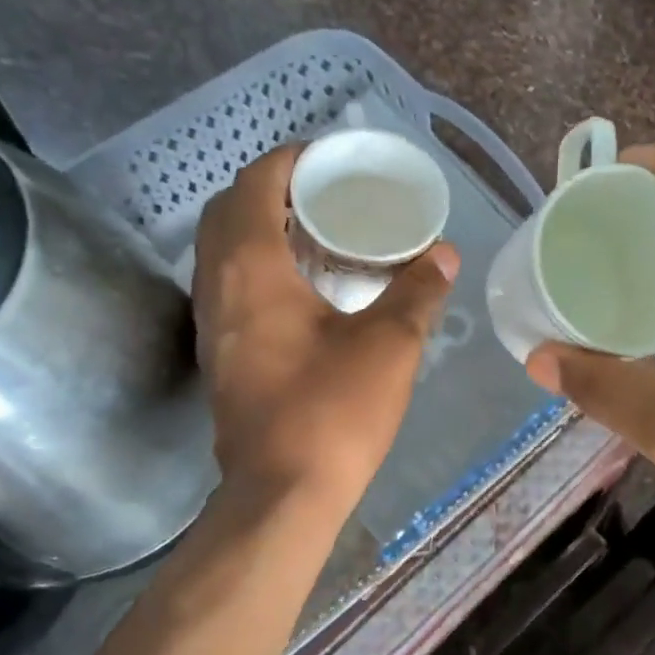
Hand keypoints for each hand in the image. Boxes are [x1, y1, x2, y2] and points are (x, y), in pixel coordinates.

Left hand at [193, 144, 458, 511]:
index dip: (289, 161)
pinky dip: (257, 266)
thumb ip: (418, 291)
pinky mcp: (218, 355)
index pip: (255, 184)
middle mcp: (217, 286)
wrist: (282, 494)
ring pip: (223, 251)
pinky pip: (229, 285)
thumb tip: (444, 255)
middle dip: (271, 190)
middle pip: (229, 211)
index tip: (328, 160)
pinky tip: (303, 289)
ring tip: (316, 234)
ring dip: (260, 229)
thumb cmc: (333, 411)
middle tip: (324, 196)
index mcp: (251, 267)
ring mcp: (210, 324)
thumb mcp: (389, 345)